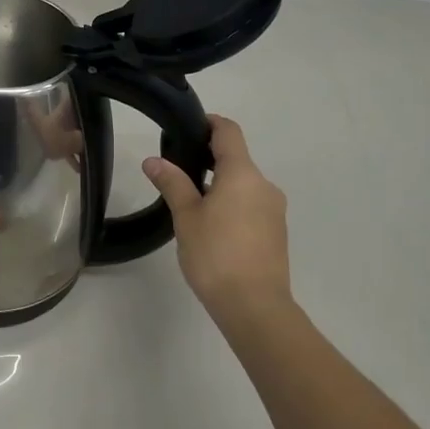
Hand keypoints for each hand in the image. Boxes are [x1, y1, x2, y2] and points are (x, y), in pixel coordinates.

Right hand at [143, 114, 290, 324]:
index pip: (229, 132)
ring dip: (220, 184)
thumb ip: (172, 183)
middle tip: (177, 170)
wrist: (255, 305)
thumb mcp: (186, 217)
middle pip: (237, 158)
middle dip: (208, 158)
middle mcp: (264, 185)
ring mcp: (274, 209)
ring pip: (244, 184)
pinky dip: (232, 204)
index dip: (209, 123)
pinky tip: (211, 226)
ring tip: (190, 202)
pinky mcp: (276, 231)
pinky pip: (251, 205)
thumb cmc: (216, 255)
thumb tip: (153, 160)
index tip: (187, 126)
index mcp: (243, 174)